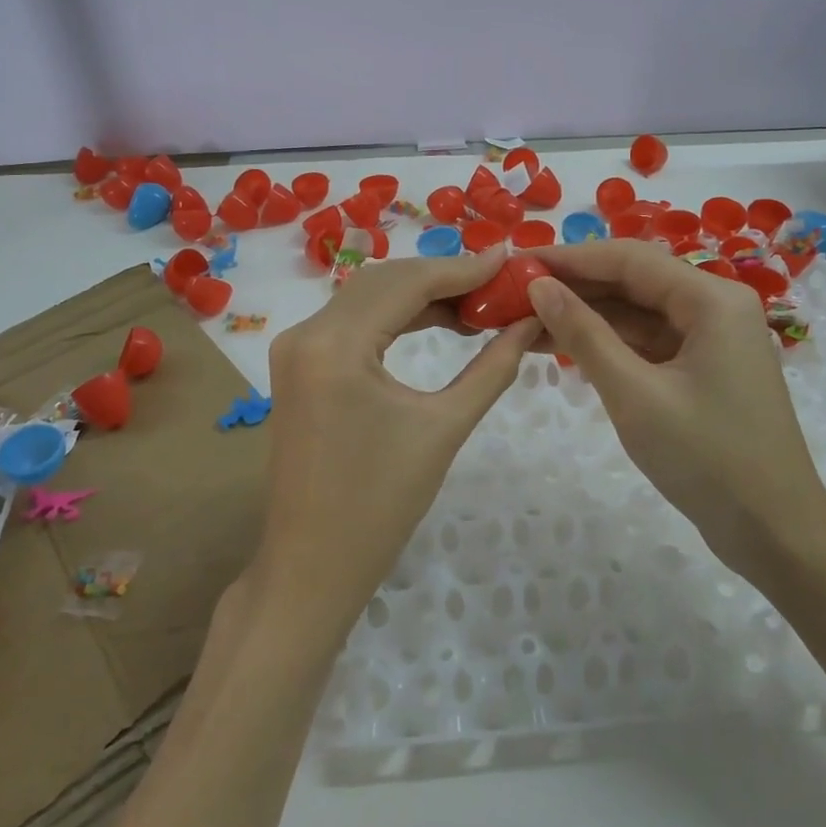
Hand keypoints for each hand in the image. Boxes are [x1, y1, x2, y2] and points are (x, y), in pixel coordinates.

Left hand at [256, 246, 542, 638]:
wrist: (312, 566)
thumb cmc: (381, 506)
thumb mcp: (444, 429)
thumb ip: (492, 368)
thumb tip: (530, 323)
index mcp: (335, 345)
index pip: (407, 282)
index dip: (462, 268)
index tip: (509, 260)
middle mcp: (306, 333)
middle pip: (384, 281)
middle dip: (443, 276)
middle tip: (498, 283)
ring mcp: (295, 347)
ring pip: (367, 296)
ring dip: (420, 294)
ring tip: (476, 303)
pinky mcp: (297, 364)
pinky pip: (352, 321)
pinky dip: (395, 315)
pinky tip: (436, 320)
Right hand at [525, 241, 825, 574]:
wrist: (776, 535)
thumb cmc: (708, 460)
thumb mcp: (635, 394)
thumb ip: (584, 335)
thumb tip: (539, 287)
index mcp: (712, 299)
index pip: (628, 259)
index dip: (569, 257)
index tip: (517, 263)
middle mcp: (716, 306)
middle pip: (633, 281)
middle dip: (574, 287)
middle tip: (513, 293)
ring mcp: (711, 338)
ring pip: (637, 312)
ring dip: (585, 316)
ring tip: (524, 320)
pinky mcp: (703, 368)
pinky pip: (647, 342)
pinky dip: (608, 343)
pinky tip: (563, 346)